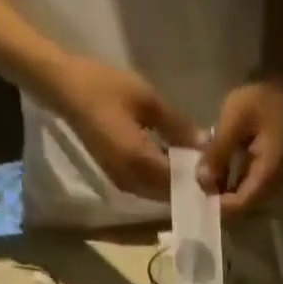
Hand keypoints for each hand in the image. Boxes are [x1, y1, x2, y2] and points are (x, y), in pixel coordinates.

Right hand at [53, 59, 200, 199]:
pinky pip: (147, 189)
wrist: (67, 91)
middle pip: (168, 194)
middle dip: (188, 186)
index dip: (196, 179)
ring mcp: (124, 185)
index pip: (176, 181)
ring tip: (194, 170)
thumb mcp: (146, 99)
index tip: (216, 172)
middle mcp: (132, 183)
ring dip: (176, 186)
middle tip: (209, 174)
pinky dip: (162, 182)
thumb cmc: (105, 88)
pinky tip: (173, 167)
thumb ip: (177, 125)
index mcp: (139, 163)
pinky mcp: (119, 180)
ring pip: (158, 195)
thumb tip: (204, 144)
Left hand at [200, 78, 282, 216]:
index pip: (239, 205)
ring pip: (239, 202)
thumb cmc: (257, 100)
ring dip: (220, 193)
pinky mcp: (262, 181)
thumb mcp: (233, 119)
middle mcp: (270, 189)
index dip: (217, 204)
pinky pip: (242, 192)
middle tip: (195, 186)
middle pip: (239, 208)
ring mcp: (268, 187)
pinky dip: (226, 185)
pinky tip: (213, 173)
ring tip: (201, 178)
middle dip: (217, 200)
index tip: (196, 192)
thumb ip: (217, 152)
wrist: (277, 89)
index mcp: (266, 176)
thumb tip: (201, 181)